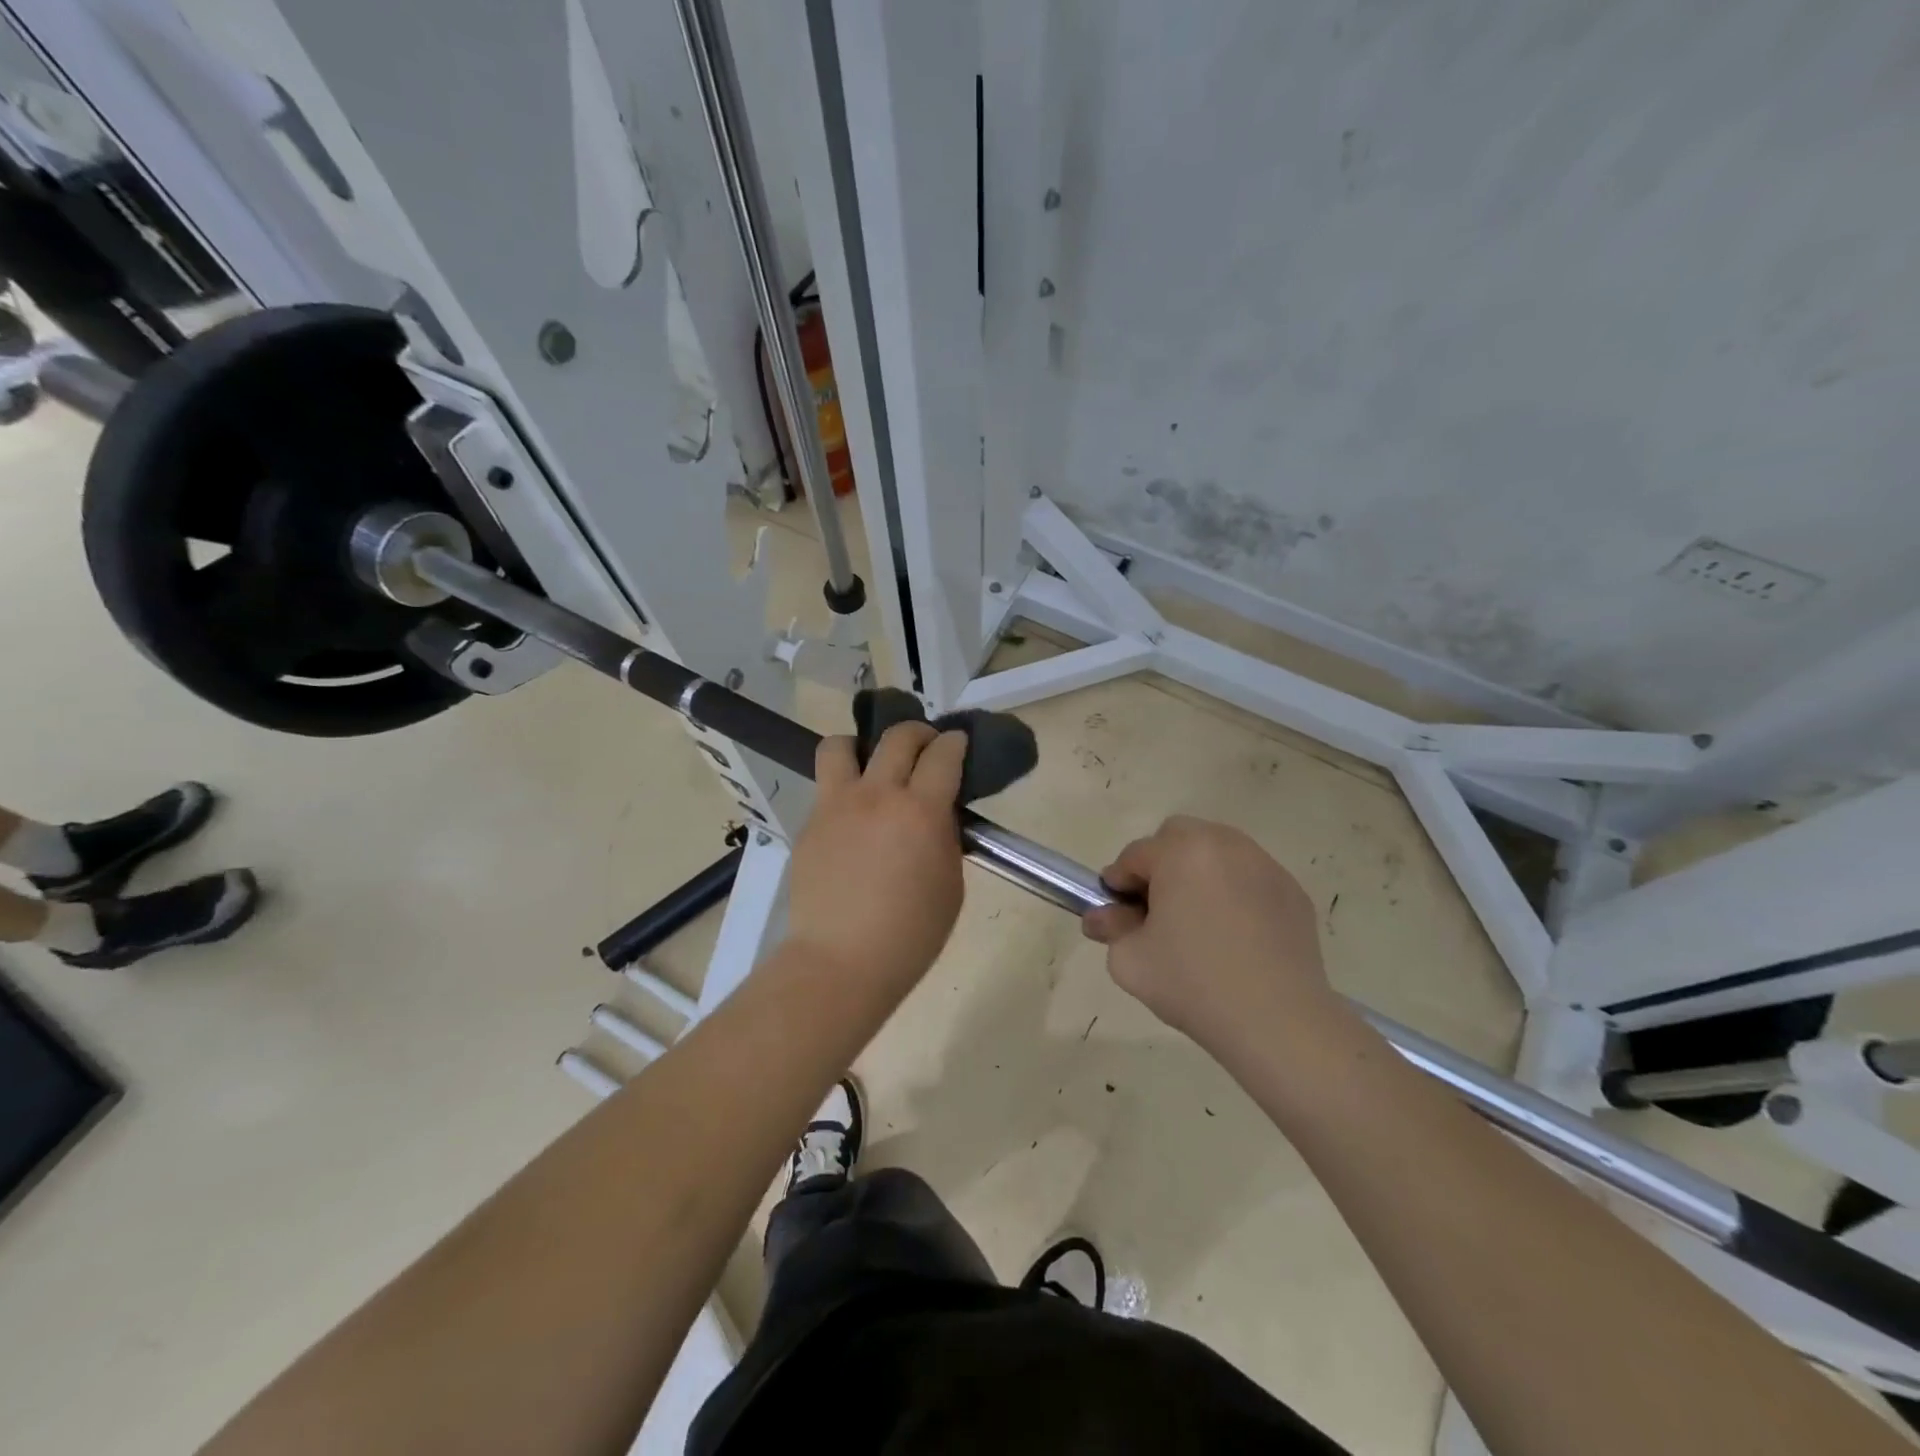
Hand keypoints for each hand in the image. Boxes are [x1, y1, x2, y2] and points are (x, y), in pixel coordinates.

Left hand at [786, 723, 969, 992]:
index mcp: (920, 811)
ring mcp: (836, 806)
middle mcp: (877, 795)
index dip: (955, 742)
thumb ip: (945, 838)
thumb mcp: (950, 885)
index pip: (943, 754)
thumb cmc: (911, 934)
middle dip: (918, 733)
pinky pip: (826, 788)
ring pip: (840, 746)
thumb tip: (937, 813)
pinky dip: (844, 790)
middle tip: (926, 746)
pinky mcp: (810, 824)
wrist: (841, 962)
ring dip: (861, 746)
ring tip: (871, 766)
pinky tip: (854, 820)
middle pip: (896, 737)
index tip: (958, 743)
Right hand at [1082, 815, 1340, 1057]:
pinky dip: (1233, 892)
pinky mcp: (1291, 891)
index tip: (1118, 914)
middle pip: (1177, 837)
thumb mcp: (1130, 960)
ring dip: (1197, 873)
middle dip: (1159, 864)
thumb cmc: (1194, 984)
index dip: (1119, 883)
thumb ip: (1110, 928)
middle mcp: (1225, 844)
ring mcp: (1264, 865)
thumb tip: (1102, 916)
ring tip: (1197, 921)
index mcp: (1181, 852)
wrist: (1278, 1022)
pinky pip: (1248, 877)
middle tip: (1157, 909)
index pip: (1134, 855)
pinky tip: (1234, 935)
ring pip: (1216, 851)